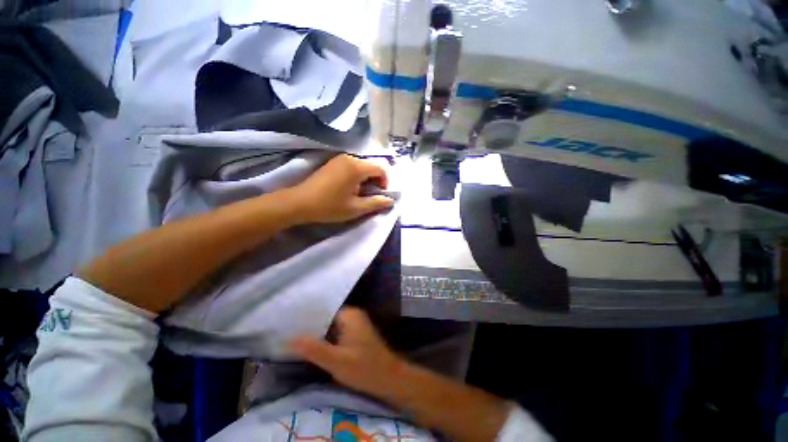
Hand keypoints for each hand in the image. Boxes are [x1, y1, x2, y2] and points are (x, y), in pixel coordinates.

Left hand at [289, 154, 394, 223]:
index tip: (380, 195)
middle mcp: (349, 158)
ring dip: (366, 179)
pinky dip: (357, 176)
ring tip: (359, 194)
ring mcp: (339, 159)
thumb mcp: (356, 208)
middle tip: (370, 196)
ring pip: (362, 166)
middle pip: (372, 166)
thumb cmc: (329, 206)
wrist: (299, 203)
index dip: (385, 182)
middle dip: (376, 181)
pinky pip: (352, 166)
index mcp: (357, 167)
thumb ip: (376, 203)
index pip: (381, 168)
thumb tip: (390, 200)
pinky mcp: (333, 162)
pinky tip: (349, 188)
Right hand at [289, 307, 403, 396]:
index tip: (286, 324)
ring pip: (330, 327)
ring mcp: (354, 325)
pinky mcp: (355, 335)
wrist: (388, 379)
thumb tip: (288, 339)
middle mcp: (352, 315)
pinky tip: (311, 348)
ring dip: (316, 334)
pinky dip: (324, 340)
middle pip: (326, 318)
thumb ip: (313, 349)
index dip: (305, 317)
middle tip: (286, 334)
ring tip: (293, 340)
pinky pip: (335, 333)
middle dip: (309, 327)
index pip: (323, 310)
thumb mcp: (336, 361)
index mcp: (349, 314)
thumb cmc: (364, 368)